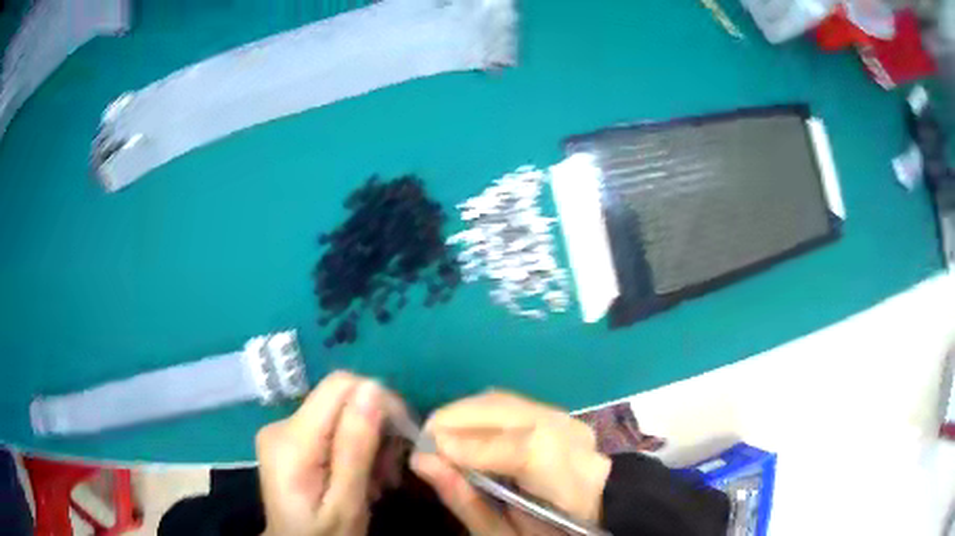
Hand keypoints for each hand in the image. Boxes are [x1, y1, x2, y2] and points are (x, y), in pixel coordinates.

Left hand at [256, 371, 404, 535]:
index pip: (340, 386)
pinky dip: (354, 447)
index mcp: (291, 440)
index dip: (379, 401)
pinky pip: (331, 426)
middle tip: (390, 471)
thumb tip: (373, 388)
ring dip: (368, 441)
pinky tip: (362, 475)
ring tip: (379, 480)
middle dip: (376, 428)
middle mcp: (281, 425)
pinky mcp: (289, 439)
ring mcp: (283, 431)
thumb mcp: (347, 503)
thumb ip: (355, 448)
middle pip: (341, 399)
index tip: (402, 438)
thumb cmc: (324, 535)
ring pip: (340, 413)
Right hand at [410, 391, 611, 535]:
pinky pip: (507, 404)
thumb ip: (466, 500)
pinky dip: (476, 414)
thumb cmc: (544, 535)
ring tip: (437, 440)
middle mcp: (573, 438)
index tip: (428, 452)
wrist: (589, 517)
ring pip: (504, 400)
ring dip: (463, 415)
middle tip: (422, 445)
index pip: (529, 449)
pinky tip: (462, 434)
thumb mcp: (502, 535)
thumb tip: (422, 461)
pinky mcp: (555, 413)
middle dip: (455, 420)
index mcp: (571, 481)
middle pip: (510, 410)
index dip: (475, 445)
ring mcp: (567, 419)